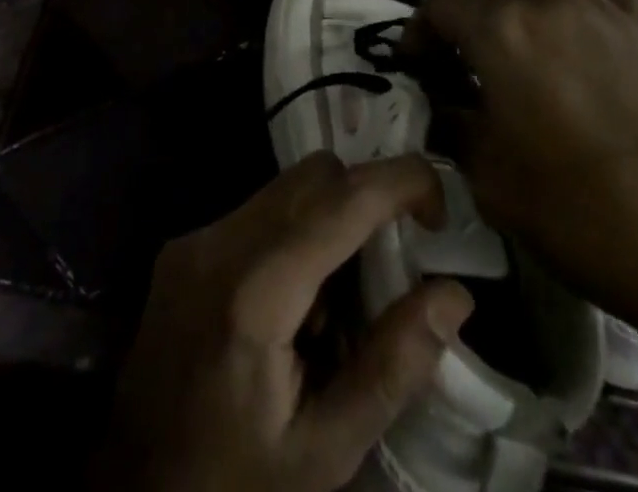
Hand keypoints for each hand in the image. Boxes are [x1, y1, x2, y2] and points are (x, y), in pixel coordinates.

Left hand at [94, 153, 474, 491]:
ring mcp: (194, 238)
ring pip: (286, 185)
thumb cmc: (236, 483)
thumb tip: (454, 293)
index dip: (399, 181)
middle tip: (395, 264)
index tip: (440, 207)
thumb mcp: (325, 451)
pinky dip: (295, 229)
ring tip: (340, 299)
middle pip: (314, 175)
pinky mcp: (183, 245)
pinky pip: (258, 208)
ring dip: (331, 216)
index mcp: (253, 292)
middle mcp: (218, 242)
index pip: (340, 200)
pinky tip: (295, 301)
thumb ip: (392, 367)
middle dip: (367, 198)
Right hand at [411, 0, 637, 344]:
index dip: (416, 30)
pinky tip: (587, 31)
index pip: (438, 4)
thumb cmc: (583, 218)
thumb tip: (444, 109)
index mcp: (499, 32)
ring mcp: (604, 8)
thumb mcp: (493, 184)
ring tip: (520, 15)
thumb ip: (455, 130)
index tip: (415, 61)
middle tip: (456, 25)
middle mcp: (546, 1)